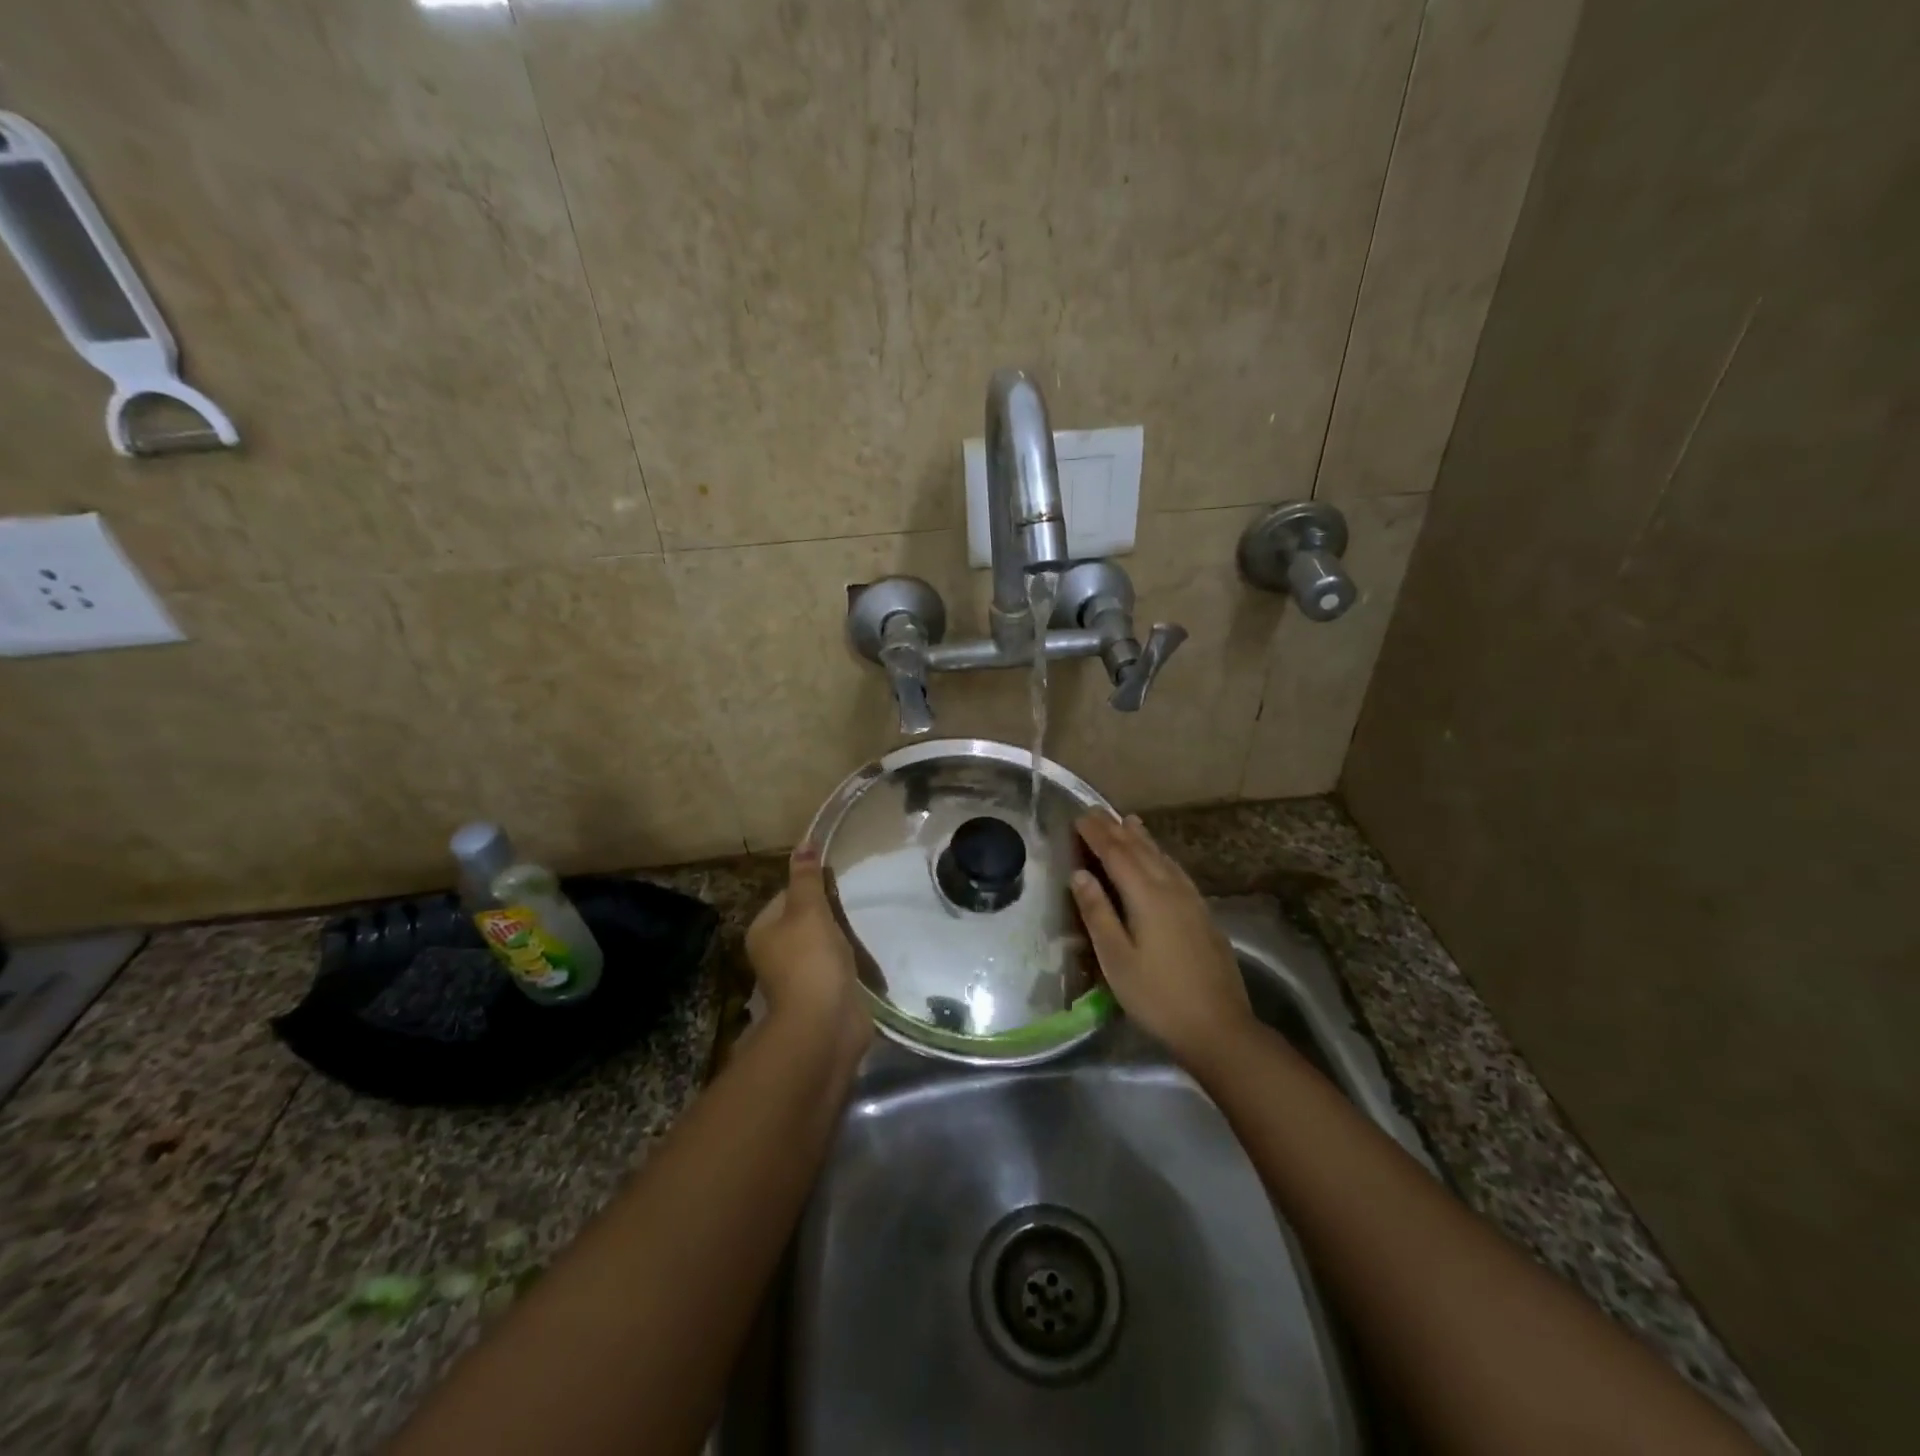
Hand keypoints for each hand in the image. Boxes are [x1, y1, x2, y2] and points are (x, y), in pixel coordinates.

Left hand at [746, 847, 870, 1055]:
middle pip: (804, 920)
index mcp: (763, 931)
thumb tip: (804, 842)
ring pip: (822, 945)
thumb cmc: (810, 960)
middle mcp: (775, 954)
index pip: (786, 896)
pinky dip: (850, 961)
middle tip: (856, 902)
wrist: (825, 1024)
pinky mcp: (822, 994)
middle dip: (830, 913)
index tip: (839, 883)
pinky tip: (868, 954)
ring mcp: (799, 977)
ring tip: (866, 924)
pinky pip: (837, 967)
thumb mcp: (808, 910)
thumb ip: (807, 877)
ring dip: (842, 938)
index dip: (812, 886)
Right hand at [1071, 813, 1252, 1066]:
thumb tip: (1080, 874)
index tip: (1079, 816)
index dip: (1097, 834)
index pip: (1117, 854)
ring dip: (1142, 838)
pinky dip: (1162, 856)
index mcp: (1147, 896)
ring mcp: (1192, 900)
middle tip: (1096, 812)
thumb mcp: (1116, 959)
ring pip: (1163, 858)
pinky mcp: (1203, 914)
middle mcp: (1171, 889)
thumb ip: (1098, 913)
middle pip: (1140, 850)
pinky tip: (1162, 860)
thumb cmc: (1157, 996)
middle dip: (1116, 829)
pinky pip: (1176, 871)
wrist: (1219, 1027)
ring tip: (1129, 821)